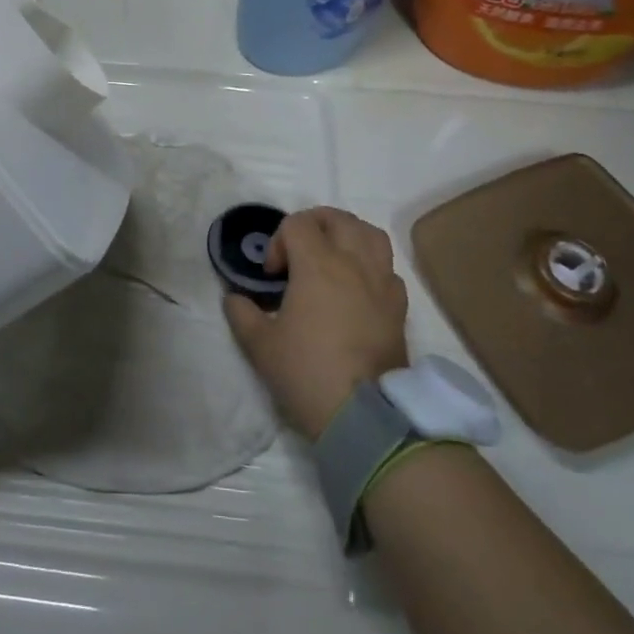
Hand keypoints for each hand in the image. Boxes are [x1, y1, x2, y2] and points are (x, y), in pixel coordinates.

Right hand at [222, 207, 408, 441]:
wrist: (362, 415)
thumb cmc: (306, 372)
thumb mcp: (260, 345)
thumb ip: (242, 313)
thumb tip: (233, 298)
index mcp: (319, 265)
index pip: (298, 224)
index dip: (279, 242)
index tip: (273, 276)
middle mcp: (355, 264)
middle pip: (339, 218)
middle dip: (313, 226)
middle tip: (298, 253)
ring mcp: (383, 283)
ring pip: (371, 235)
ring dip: (347, 236)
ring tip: (332, 257)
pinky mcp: (400, 306)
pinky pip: (387, 267)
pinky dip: (370, 265)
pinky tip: (356, 289)